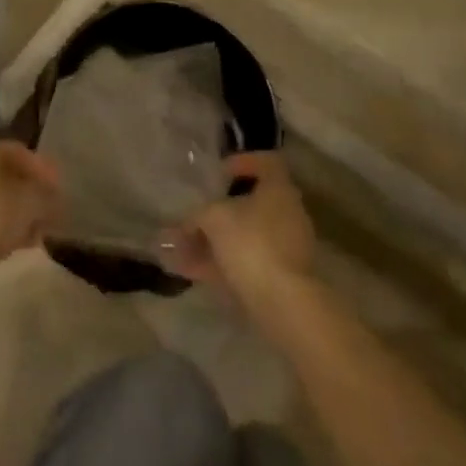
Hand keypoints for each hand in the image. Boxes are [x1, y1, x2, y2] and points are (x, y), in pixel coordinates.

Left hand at [0, 142, 63, 277]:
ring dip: (19, 212)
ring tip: (39, 231)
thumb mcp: (33, 202)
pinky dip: (2, 224)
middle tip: (49, 210)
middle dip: (31, 193)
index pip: (18, 152)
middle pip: (6, 176)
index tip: (58, 189)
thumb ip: (48, 195)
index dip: (43, 168)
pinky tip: (22, 243)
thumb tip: (55, 197)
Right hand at [166, 152, 313, 311]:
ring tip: (178, 248)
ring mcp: (285, 248)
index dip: (243, 162)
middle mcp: (287, 214)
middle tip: (193, 216)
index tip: (220, 173)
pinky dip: (217, 264)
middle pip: (251, 203)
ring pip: (243, 237)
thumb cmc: (251, 243)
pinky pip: (244, 262)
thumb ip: (197, 215)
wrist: (284, 303)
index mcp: (279, 189)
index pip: (267, 162)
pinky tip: (187, 270)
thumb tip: (185, 223)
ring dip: (212, 241)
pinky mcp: (278, 278)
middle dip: (218, 211)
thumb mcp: (214, 218)